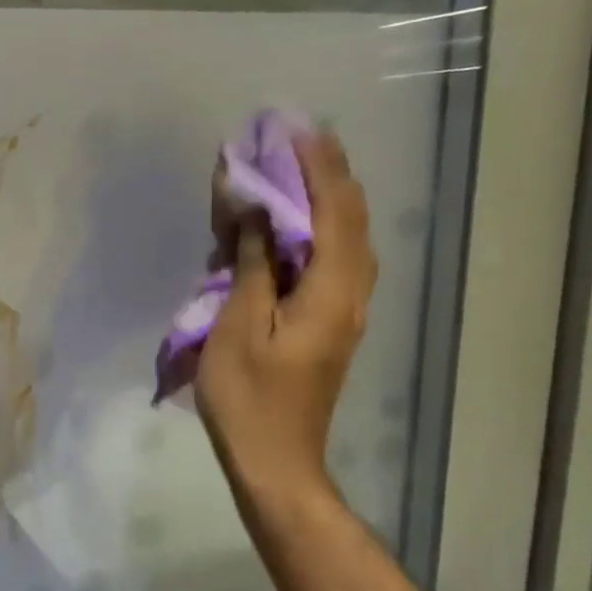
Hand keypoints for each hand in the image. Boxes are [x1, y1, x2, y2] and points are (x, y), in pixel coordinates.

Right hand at [197, 130, 377, 507]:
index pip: (335, 212)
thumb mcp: (239, 326)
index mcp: (332, 292)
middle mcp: (352, 294)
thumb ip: (253, 265)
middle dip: (326, 174)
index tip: (296, 130)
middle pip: (351, 219)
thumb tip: (256, 213)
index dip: (318, 168)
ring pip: (347, 239)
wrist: (275, 460)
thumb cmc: (248, 397)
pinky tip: (292, 223)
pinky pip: (333, 260)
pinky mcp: (332, 323)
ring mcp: (346, 310)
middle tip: (297, 139)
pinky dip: (316, 230)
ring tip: (296, 167)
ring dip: (324, 199)